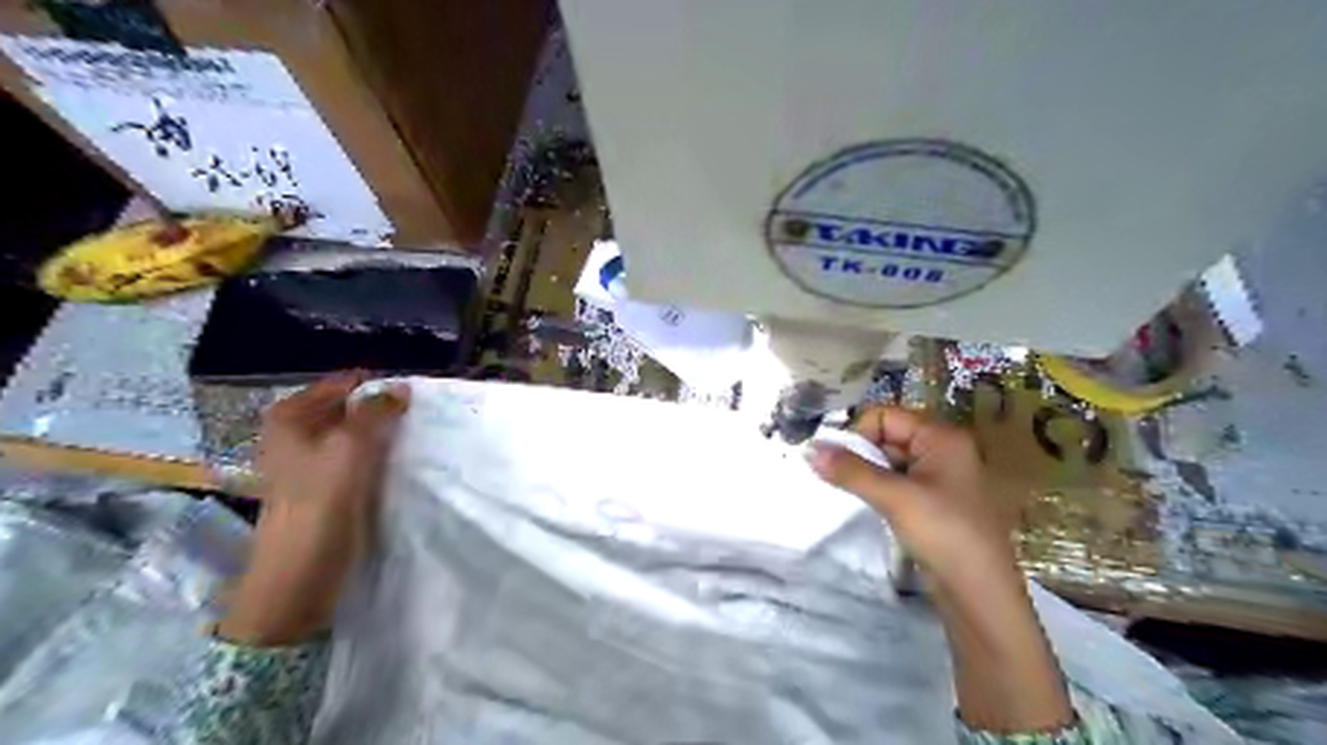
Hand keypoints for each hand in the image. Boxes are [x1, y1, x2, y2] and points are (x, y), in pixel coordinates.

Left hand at [219, 376, 410, 642]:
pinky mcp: (325, 486)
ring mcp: (309, 461)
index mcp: (290, 416)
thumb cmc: (320, 504)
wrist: (300, 575)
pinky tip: (399, 462)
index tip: (414, 398)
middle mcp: (296, 433)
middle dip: (383, 410)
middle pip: (350, 408)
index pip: (345, 383)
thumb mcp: (350, 448)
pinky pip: (357, 458)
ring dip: (384, 435)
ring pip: (356, 434)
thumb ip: (376, 412)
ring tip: (413, 439)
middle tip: (418, 419)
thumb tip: (401, 386)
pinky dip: (378, 456)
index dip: (380, 387)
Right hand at [804, 404, 1069, 728]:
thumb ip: (851, 471)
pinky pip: (895, 481)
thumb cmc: (944, 533)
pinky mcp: (931, 500)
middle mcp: (941, 449)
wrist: (979, 592)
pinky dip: (876, 488)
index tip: (835, 458)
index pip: (886, 416)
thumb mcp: (895, 497)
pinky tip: (865, 503)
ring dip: (865, 472)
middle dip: (859, 453)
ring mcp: (937, 476)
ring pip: (888, 460)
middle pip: (886, 435)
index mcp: (941, 436)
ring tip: (848, 491)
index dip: (858, 432)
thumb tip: (809, 450)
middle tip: (836, 476)